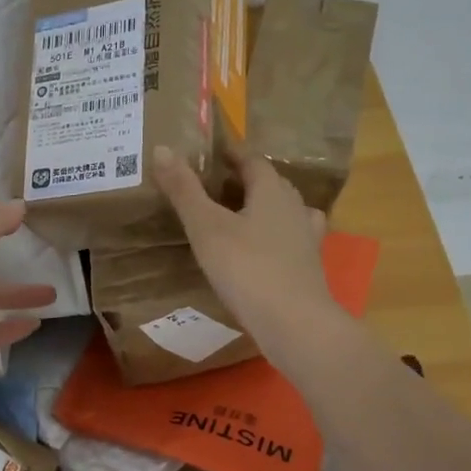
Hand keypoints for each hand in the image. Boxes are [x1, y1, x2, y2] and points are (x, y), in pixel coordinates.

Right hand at [152, 141, 337, 362]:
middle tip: (214, 185)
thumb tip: (162, 147)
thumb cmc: (247, 268)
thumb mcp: (206, 227)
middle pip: (271, 183)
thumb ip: (184, 189)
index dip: (231, 154)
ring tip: (237, 216)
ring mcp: (306, 238)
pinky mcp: (309, 267)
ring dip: (263, 208)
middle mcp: (295, 207)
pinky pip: (290, 240)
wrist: (294, 324)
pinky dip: (274, 237)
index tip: (210, 153)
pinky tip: (261, 250)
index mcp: (272, 191)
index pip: (253, 160)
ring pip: (284, 211)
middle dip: (245, 180)